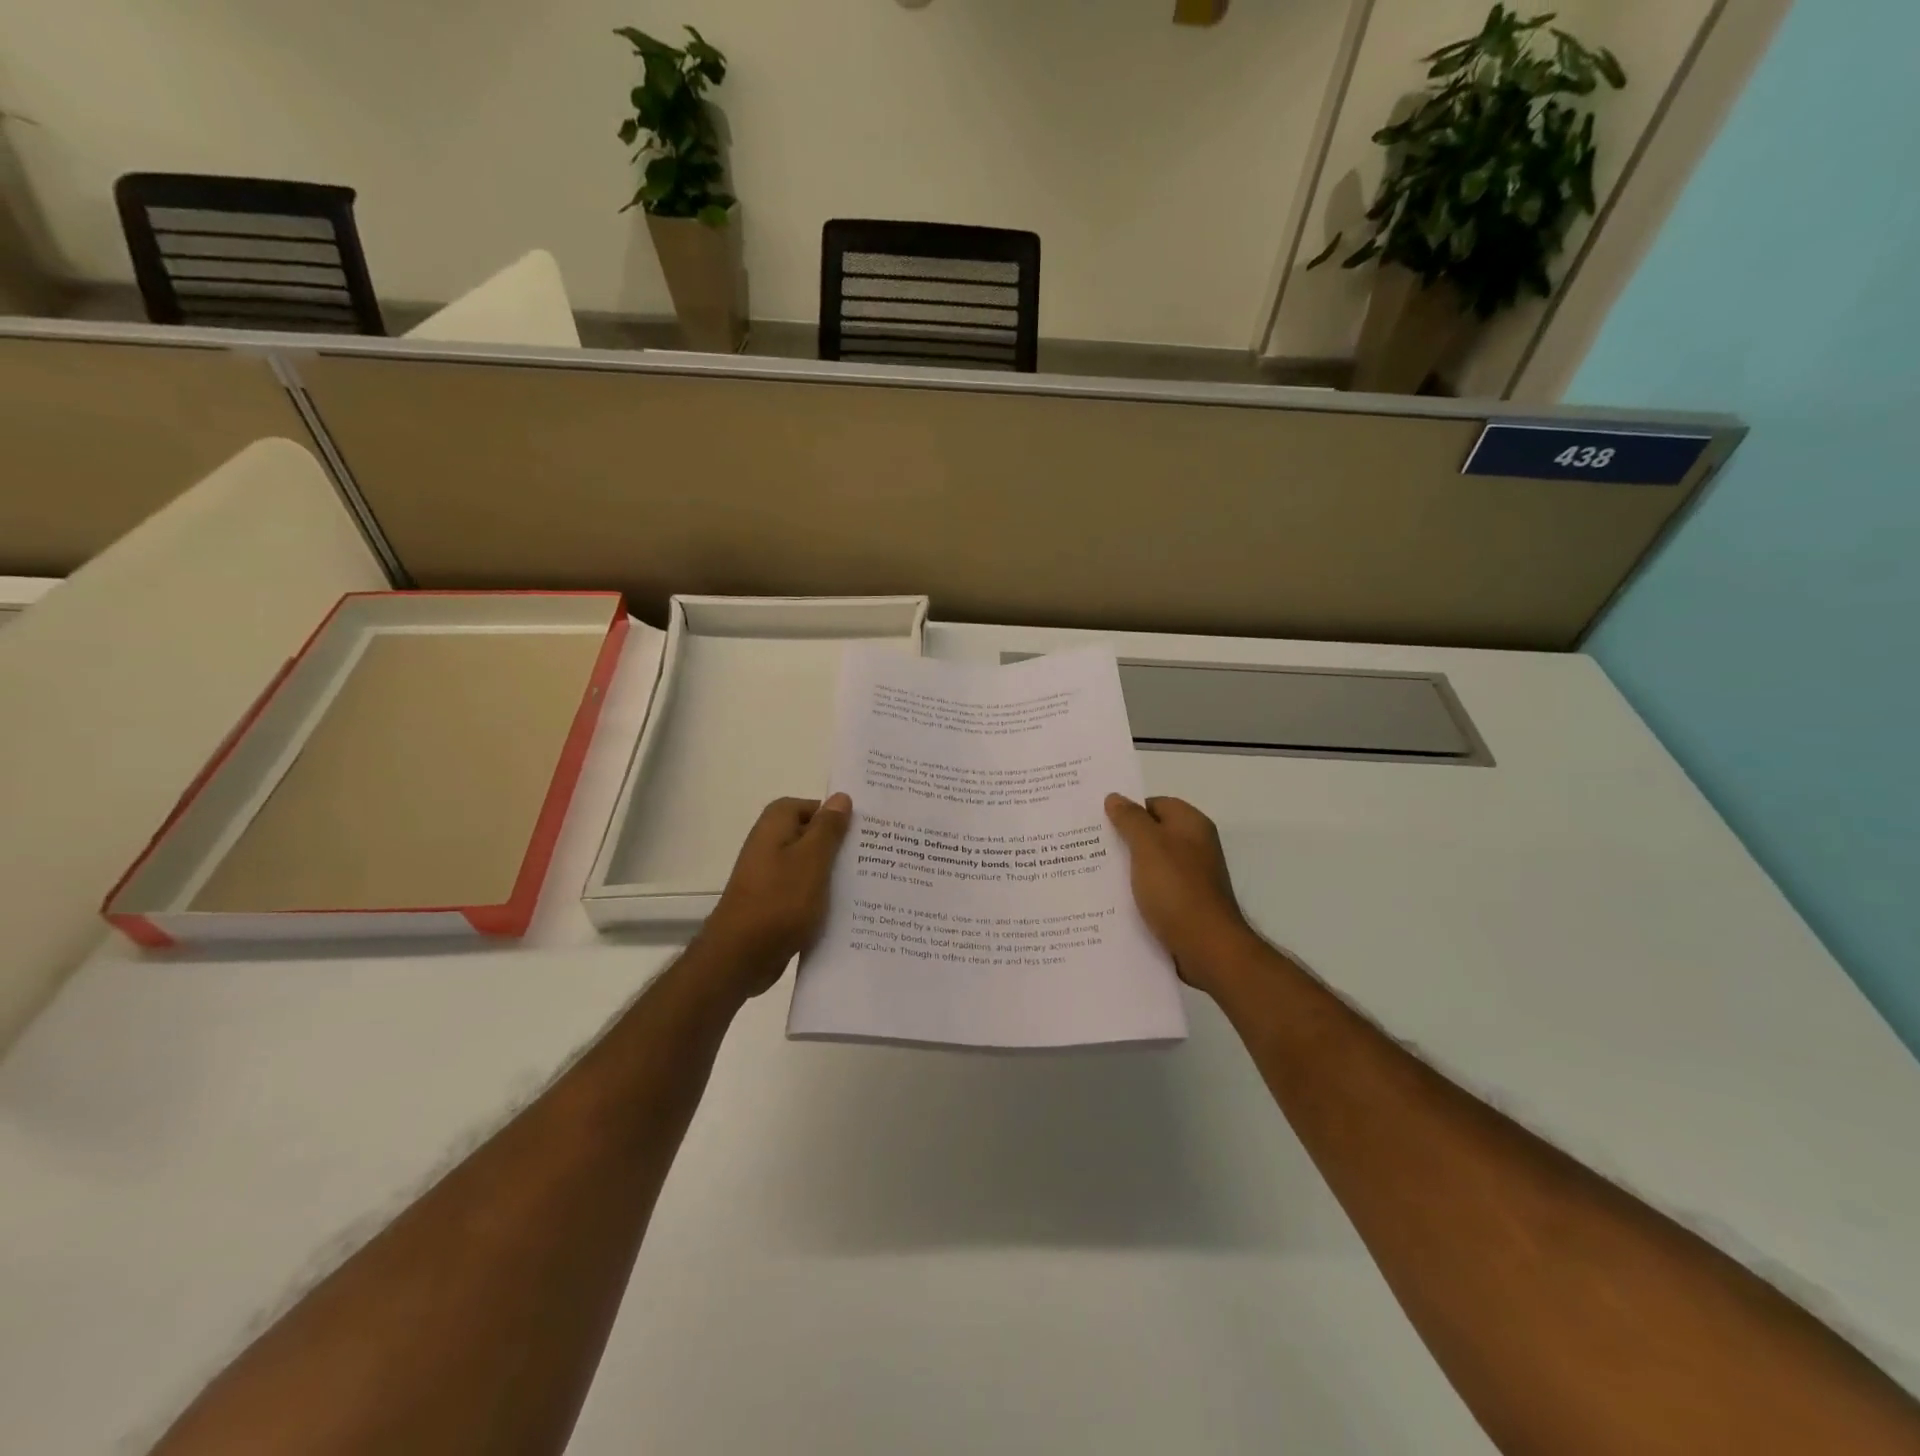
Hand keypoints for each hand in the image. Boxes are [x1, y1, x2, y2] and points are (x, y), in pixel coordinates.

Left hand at [696, 794, 852, 999]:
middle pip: (813, 835)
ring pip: (811, 864)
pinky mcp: (774, 901)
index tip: (867, 829)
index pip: (813, 806)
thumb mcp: (812, 860)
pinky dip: (823, 895)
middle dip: (841, 845)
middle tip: (877, 855)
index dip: (838, 815)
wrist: (740, 957)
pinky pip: (805, 890)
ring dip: (834, 872)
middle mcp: (770, 844)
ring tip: (870, 881)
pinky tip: (848, 907)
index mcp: (775, 825)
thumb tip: (841, 797)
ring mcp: (770, 874)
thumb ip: (828, 828)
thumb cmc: (779, 901)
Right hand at [1105, 794, 1256, 994]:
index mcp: (1191, 825)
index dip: (1127, 810)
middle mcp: (1194, 847)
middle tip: (1087, 846)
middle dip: (1122, 839)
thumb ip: (1130, 819)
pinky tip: (1112, 900)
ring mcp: (1191, 877)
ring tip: (1091, 873)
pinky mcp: (1184, 904)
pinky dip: (1136, 892)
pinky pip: (1154, 890)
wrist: (1207, 948)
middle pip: (1152, 834)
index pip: (1155, 804)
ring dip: (1126, 868)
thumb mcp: (1149, 846)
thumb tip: (1115, 797)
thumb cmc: (1178, 889)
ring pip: (1150, 864)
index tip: (1097, 821)